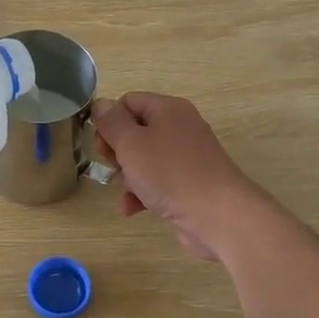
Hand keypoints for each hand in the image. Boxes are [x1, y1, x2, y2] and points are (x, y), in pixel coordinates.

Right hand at [92, 93, 264, 260]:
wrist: (218, 215)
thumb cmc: (169, 173)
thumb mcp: (131, 144)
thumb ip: (112, 123)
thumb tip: (101, 105)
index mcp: (168, 109)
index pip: (128, 102)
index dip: (109, 121)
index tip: (101, 146)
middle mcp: (180, 128)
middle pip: (136, 131)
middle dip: (118, 152)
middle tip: (113, 168)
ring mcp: (187, 157)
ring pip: (144, 159)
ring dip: (128, 176)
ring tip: (127, 193)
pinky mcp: (190, 183)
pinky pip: (158, 181)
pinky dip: (143, 193)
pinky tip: (133, 209)